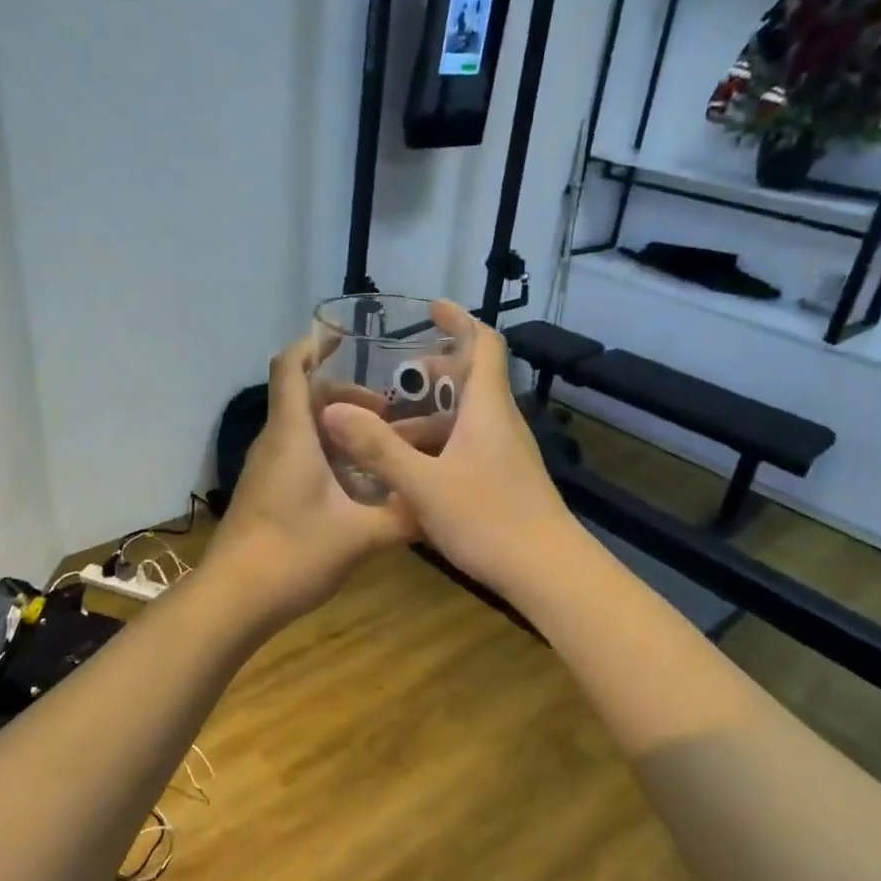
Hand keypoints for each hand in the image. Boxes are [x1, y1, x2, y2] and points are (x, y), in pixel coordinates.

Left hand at [201, 334, 418, 624]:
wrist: (234, 599)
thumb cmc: (293, 553)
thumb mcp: (360, 535)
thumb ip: (403, 517)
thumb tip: (441, 504)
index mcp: (292, 435)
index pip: (290, 367)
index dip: (313, 345)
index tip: (345, 339)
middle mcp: (276, 443)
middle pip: (305, 398)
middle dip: (347, 397)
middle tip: (389, 414)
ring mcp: (268, 469)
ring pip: (304, 431)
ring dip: (340, 430)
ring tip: (382, 448)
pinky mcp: (268, 493)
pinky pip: (299, 457)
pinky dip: (329, 456)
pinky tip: (361, 486)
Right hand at [319, 302, 577, 595]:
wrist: (547, 571)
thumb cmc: (488, 520)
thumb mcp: (423, 485)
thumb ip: (378, 448)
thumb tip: (333, 412)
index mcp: (487, 408)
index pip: (484, 344)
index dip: (459, 320)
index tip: (430, 309)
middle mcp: (500, 422)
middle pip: (470, 380)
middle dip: (431, 374)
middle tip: (393, 381)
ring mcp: (506, 452)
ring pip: (465, 418)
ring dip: (427, 418)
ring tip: (384, 436)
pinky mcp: (505, 478)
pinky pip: (468, 446)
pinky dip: (438, 445)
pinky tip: (409, 474)